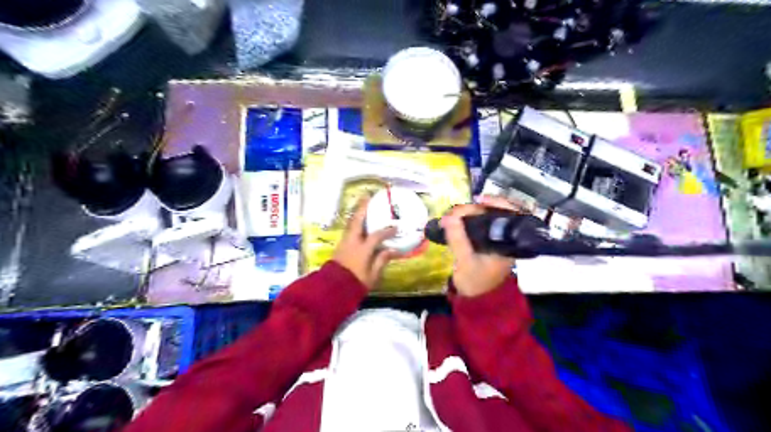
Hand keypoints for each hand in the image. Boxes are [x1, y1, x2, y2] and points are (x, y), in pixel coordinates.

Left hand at [332, 197, 399, 292]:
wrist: (333, 289)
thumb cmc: (356, 283)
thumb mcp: (372, 275)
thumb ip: (382, 260)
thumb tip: (393, 249)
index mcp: (363, 249)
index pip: (377, 236)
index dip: (387, 231)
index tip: (395, 227)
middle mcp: (353, 242)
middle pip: (358, 221)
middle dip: (363, 208)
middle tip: (367, 196)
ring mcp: (344, 243)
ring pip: (351, 224)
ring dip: (357, 214)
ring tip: (362, 205)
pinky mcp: (340, 246)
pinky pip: (348, 230)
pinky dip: (354, 223)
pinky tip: (358, 222)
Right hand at [439, 195, 517, 297]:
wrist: (475, 299)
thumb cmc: (475, 282)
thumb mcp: (465, 262)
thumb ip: (458, 239)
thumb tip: (449, 218)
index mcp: (508, 243)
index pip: (511, 214)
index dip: (498, 202)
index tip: (479, 200)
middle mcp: (505, 238)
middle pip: (496, 212)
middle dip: (475, 208)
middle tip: (455, 212)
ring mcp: (495, 239)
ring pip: (486, 217)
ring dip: (469, 213)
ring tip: (453, 215)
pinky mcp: (485, 241)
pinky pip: (478, 224)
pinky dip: (467, 219)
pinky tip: (456, 220)